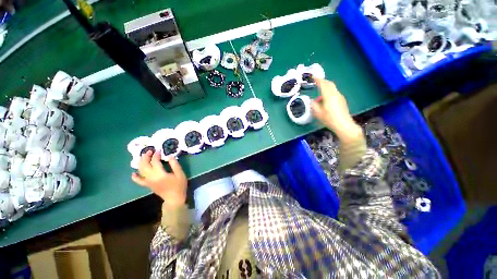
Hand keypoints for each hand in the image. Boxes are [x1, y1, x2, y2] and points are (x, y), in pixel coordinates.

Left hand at [131, 150, 186, 206]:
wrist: (174, 198)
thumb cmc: (179, 186)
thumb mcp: (180, 174)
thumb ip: (175, 164)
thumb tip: (169, 156)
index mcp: (160, 174)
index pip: (155, 162)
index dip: (156, 155)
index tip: (159, 150)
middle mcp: (151, 177)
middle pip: (144, 165)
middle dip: (146, 157)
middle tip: (150, 151)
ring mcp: (148, 182)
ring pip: (141, 171)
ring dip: (141, 163)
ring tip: (143, 157)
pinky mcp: (148, 185)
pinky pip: (139, 181)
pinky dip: (135, 177)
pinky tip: (134, 173)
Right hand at [311, 79, 362, 142]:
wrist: (343, 125)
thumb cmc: (329, 119)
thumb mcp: (318, 113)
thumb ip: (313, 105)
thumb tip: (312, 101)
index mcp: (329, 95)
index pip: (323, 84)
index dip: (318, 80)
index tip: (314, 78)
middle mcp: (335, 94)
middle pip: (330, 84)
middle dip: (323, 82)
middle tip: (317, 82)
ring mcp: (340, 97)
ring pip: (332, 88)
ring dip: (326, 88)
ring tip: (319, 95)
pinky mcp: (342, 101)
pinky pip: (334, 93)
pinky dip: (329, 93)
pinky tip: (325, 101)